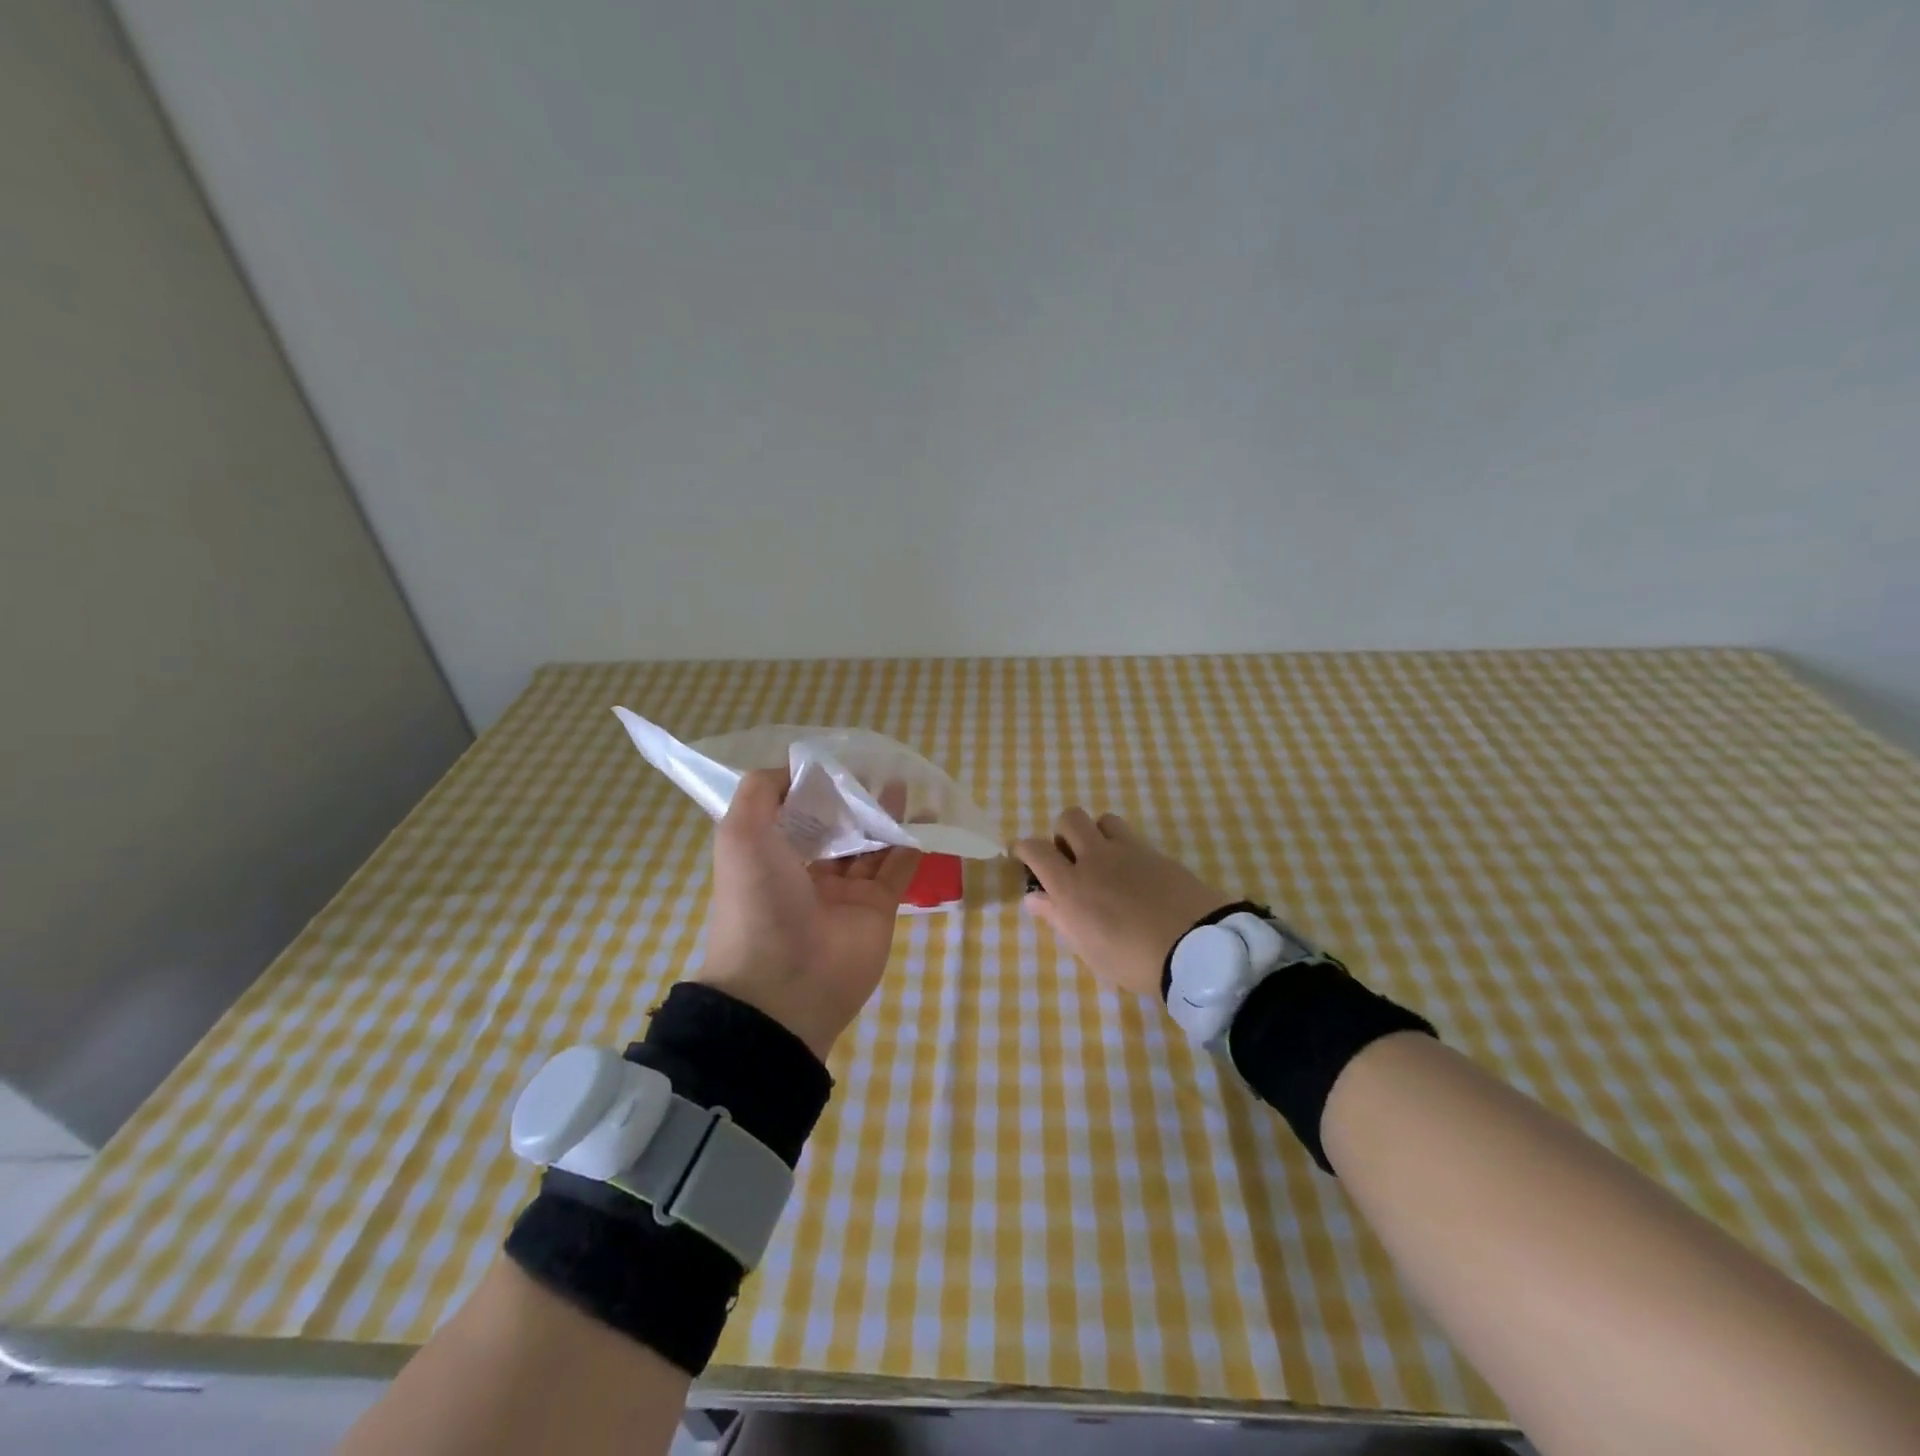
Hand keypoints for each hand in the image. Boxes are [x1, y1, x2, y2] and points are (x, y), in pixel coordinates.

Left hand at [693, 768, 921, 1060]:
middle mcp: (807, 872)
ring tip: (903, 781)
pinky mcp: (877, 908)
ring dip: (886, 814)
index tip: (837, 759)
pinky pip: (898, 869)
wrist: (783, 985)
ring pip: (870, 844)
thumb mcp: (740, 835)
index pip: (796, 813)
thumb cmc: (757, 901)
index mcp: (771, 856)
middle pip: (837, 826)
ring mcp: (845, 892)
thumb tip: (795, 768)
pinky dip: (912, 842)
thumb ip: (761, 792)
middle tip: (877, 767)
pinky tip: (925, 814)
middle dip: (854, 798)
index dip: (815, 786)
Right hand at [1014, 808, 1233, 997]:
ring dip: (1097, 834)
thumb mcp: (1088, 949)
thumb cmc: (1133, 959)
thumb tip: (1034, 899)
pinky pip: (1133, 838)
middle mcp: (1095, 858)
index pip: (1036, 849)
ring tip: (1104, 861)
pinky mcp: (1157, 853)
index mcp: (1071, 885)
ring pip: (1103, 820)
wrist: (1196, 948)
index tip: (1022, 853)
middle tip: (1070, 859)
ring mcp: (1129, 851)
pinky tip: (1135, 874)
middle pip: (1069, 819)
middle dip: (1063, 833)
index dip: (1024, 847)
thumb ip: (1059, 918)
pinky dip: (1125, 848)